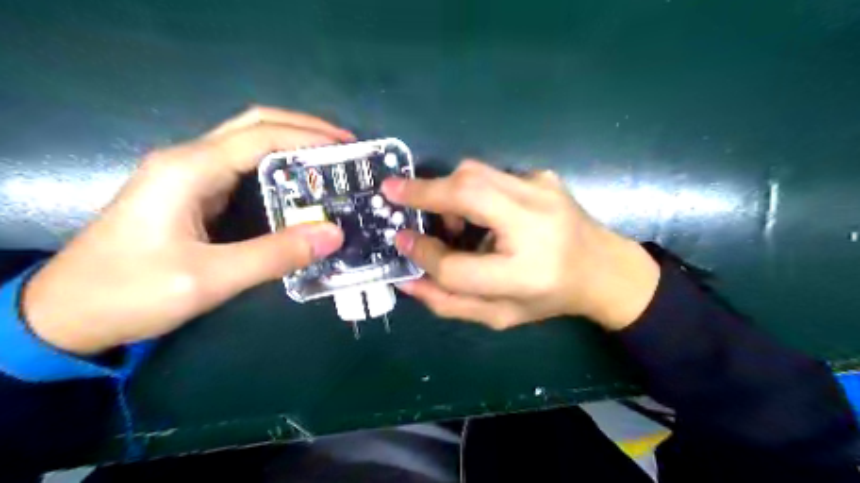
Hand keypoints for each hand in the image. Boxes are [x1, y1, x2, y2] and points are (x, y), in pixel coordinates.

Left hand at [25, 105, 350, 354]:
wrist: (68, 314)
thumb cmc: (132, 292)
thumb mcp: (210, 278)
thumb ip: (275, 255)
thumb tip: (334, 234)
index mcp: (189, 169)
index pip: (261, 136)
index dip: (308, 137)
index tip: (348, 149)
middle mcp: (189, 160)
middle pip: (254, 125)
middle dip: (304, 129)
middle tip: (345, 148)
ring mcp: (188, 175)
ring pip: (249, 143)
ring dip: (292, 146)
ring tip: (331, 163)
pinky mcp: (192, 193)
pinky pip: (243, 168)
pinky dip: (278, 168)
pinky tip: (299, 185)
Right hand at [381, 161, 659, 328]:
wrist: (605, 268)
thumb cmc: (549, 298)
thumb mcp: (500, 315)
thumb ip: (450, 302)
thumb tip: (406, 278)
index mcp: (526, 275)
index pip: (457, 266)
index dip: (423, 254)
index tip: (401, 241)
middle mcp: (537, 225)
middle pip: (467, 192)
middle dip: (424, 191)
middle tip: (392, 192)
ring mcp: (543, 192)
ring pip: (475, 173)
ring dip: (446, 189)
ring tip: (449, 221)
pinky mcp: (543, 176)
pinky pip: (492, 175)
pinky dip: (472, 189)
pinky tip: (482, 214)